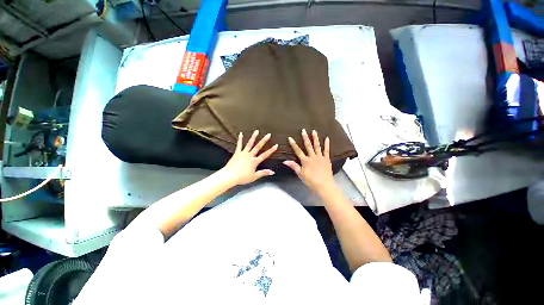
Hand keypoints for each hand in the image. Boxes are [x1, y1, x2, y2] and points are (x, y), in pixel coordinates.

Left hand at [221, 130, 277, 185]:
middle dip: (264, 140)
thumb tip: (273, 172)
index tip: (276, 145)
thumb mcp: (254, 177)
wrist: (230, 176)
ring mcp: (243, 153)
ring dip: (253, 137)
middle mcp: (250, 155)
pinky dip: (240, 139)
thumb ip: (263, 173)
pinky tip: (241, 133)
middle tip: (268, 134)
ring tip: (257, 131)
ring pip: (249, 144)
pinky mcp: (237, 153)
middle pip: (258, 147)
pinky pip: (239, 145)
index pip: (265, 155)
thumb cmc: (242, 177)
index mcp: (254, 161)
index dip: (271, 150)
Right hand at [283, 129, 335, 194]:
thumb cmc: (311, 181)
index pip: (298, 151)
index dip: (294, 144)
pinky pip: (326, 151)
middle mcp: (312, 157)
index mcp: (305, 161)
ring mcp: (320, 157)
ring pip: (317, 146)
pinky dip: (327, 144)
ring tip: (314, 131)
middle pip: (308, 146)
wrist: (324, 185)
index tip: (290, 138)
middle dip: (305, 138)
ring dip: (315, 138)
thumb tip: (285, 161)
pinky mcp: (326, 160)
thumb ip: (294, 166)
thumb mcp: (301, 174)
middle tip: (303, 130)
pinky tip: (327, 138)